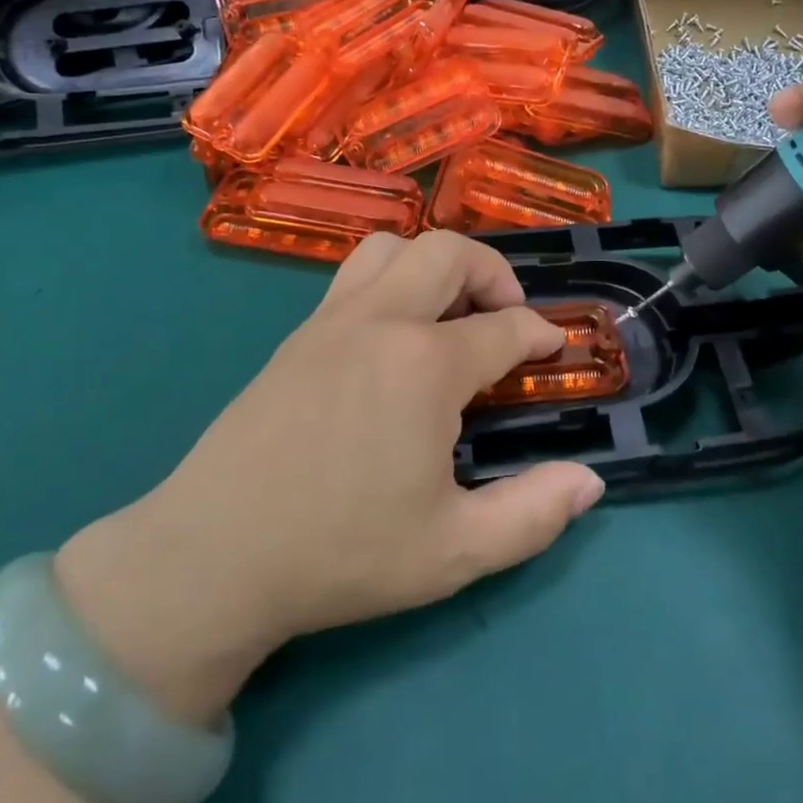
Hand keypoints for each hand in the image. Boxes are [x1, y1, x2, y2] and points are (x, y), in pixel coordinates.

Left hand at [54, 231, 604, 722]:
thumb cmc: (340, 553)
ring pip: (393, 247)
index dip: (540, 334)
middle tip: (506, 316)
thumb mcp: (453, 551)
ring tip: (449, 312)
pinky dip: (392, 279)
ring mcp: (332, 320)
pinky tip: (394, 335)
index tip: (554, 348)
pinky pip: (355, 274)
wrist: (214, 556)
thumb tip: (589, 482)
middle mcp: (381, 321)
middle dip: (494, 272)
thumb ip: (532, 515)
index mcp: (425, 364)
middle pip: (449, 252)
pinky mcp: (298, 334)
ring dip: (435, 264)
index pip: (504, 328)